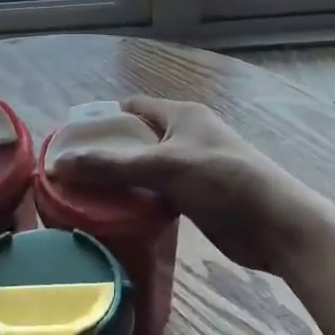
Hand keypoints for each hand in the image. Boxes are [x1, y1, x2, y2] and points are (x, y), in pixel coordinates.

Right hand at [46, 98, 333, 275]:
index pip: (131, 108)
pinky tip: (117, 216)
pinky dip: (139, 202)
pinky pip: (158, 193)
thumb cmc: (222, 181)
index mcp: (180, 115)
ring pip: (146, 170)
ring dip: (122, 182)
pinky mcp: (197, 198)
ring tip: (84, 197)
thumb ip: (111, 165)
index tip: (70, 141)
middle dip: (107, 154)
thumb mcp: (163, 168)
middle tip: (71, 175)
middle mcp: (184, 136)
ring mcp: (192, 168)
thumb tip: (57, 164)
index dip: (101, 120)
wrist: (277, 226)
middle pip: (136, 140)